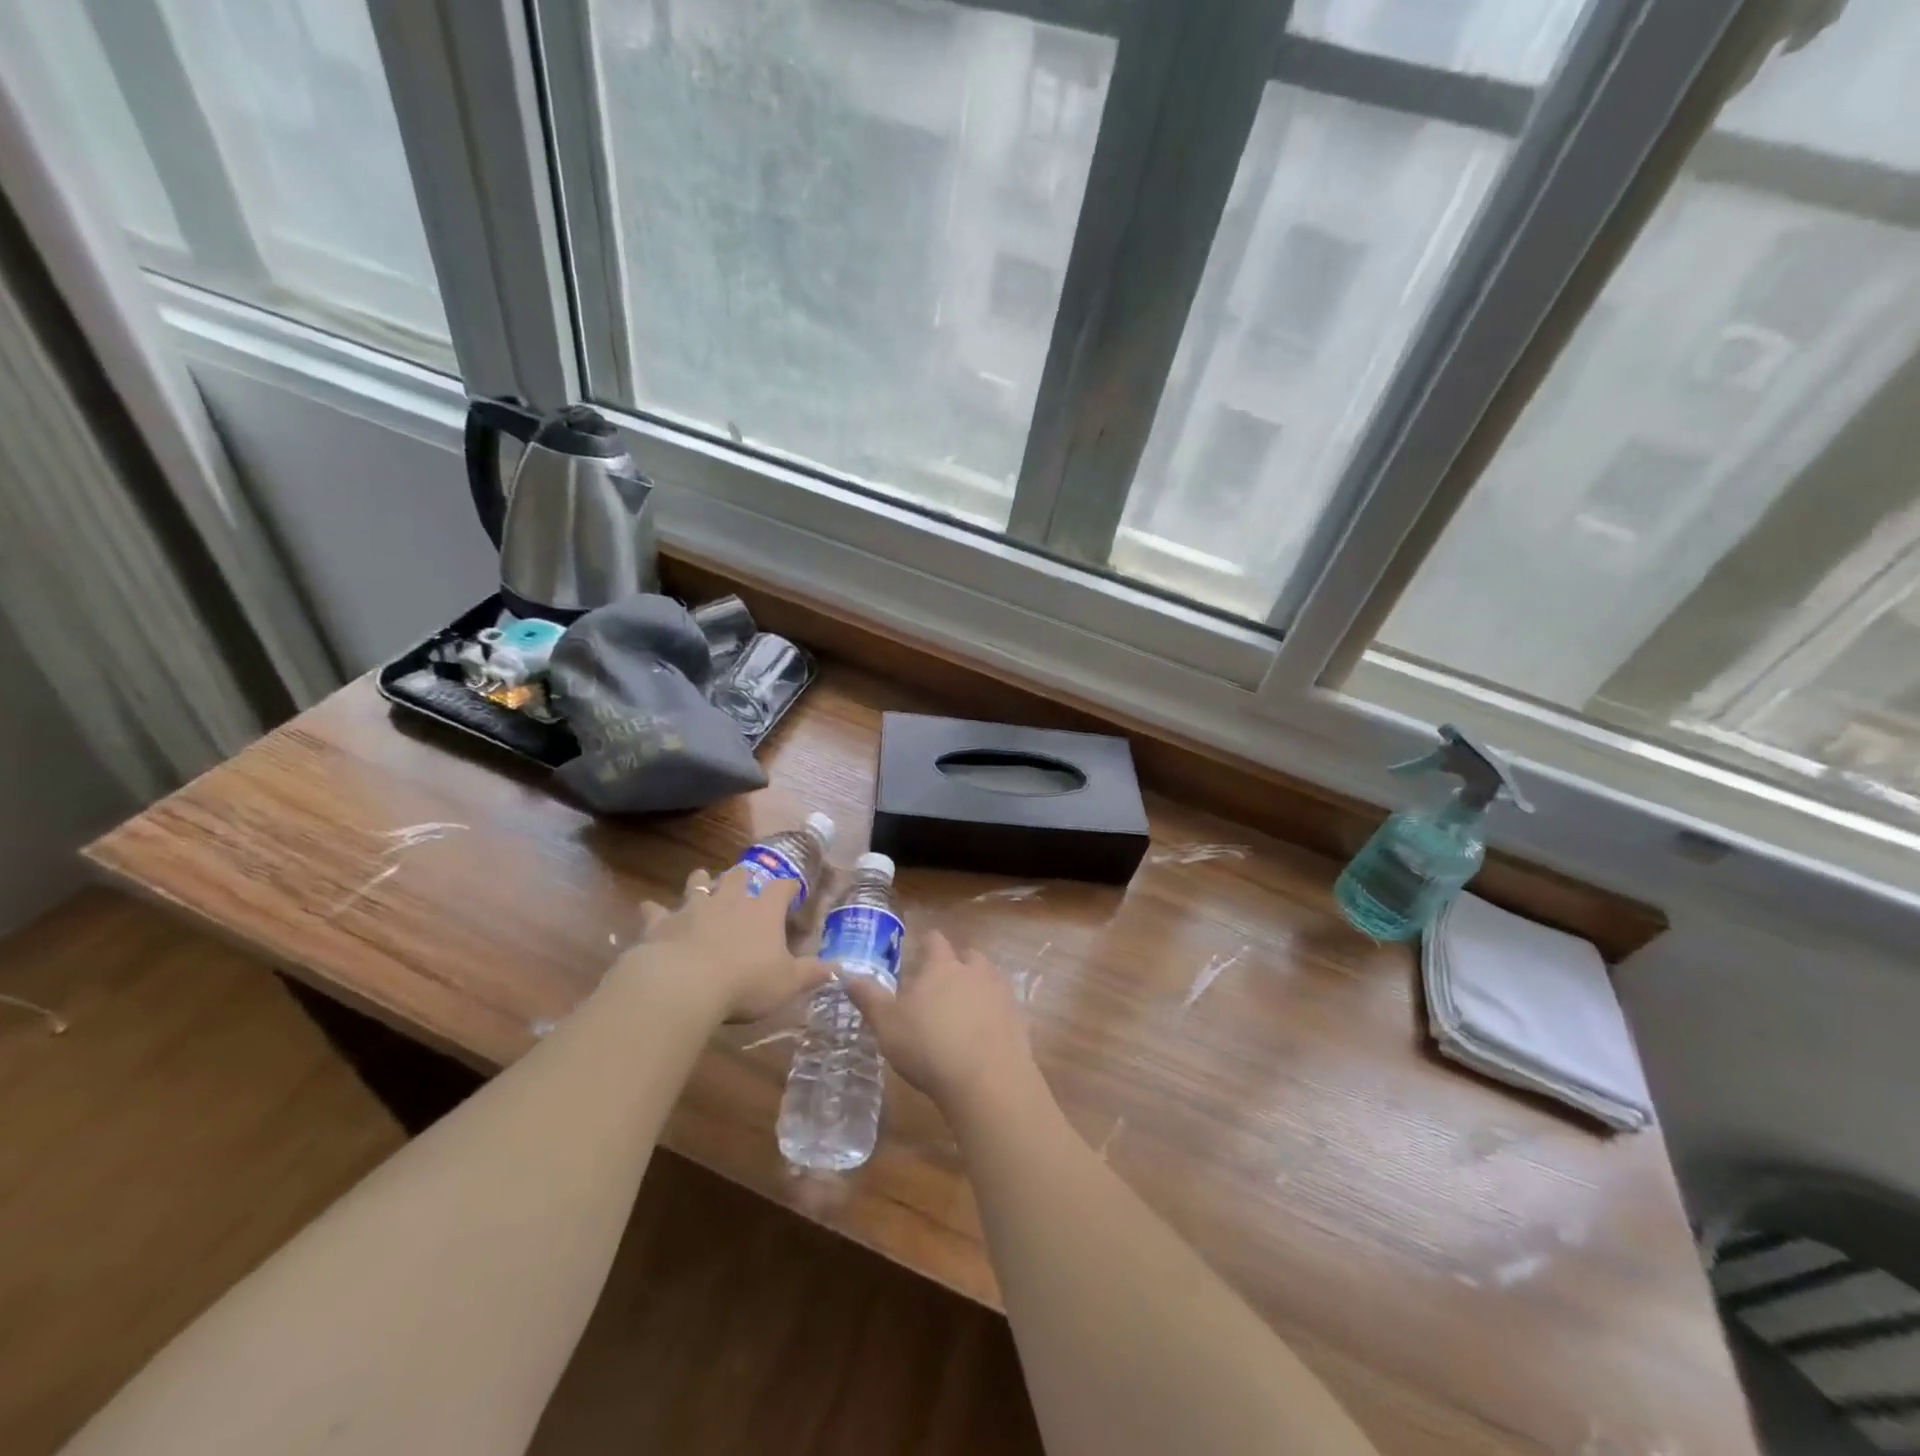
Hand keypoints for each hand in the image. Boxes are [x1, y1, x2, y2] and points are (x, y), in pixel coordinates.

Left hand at [623, 865, 827, 1023]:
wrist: (683, 985)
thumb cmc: (745, 983)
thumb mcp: (788, 983)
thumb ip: (812, 974)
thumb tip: (839, 968)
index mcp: (763, 910)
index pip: (782, 887)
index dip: (789, 887)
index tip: (794, 889)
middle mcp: (730, 900)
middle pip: (739, 876)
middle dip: (743, 876)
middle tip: (745, 879)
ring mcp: (693, 908)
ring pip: (698, 883)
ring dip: (701, 881)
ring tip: (701, 878)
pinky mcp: (661, 923)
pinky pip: (656, 910)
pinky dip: (654, 910)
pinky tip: (650, 909)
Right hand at [843, 929, 1035, 1113]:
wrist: (987, 1080)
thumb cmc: (928, 1046)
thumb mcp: (887, 1024)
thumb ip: (868, 998)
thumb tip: (846, 973)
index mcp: (941, 965)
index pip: (934, 940)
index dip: (926, 945)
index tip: (917, 956)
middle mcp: (974, 970)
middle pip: (968, 955)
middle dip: (956, 965)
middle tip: (939, 988)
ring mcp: (1001, 993)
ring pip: (989, 978)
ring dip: (977, 988)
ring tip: (962, 1012)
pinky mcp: (1018, 1019)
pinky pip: (1003, 1007)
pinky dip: (993, 1015)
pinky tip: (982, 1037)